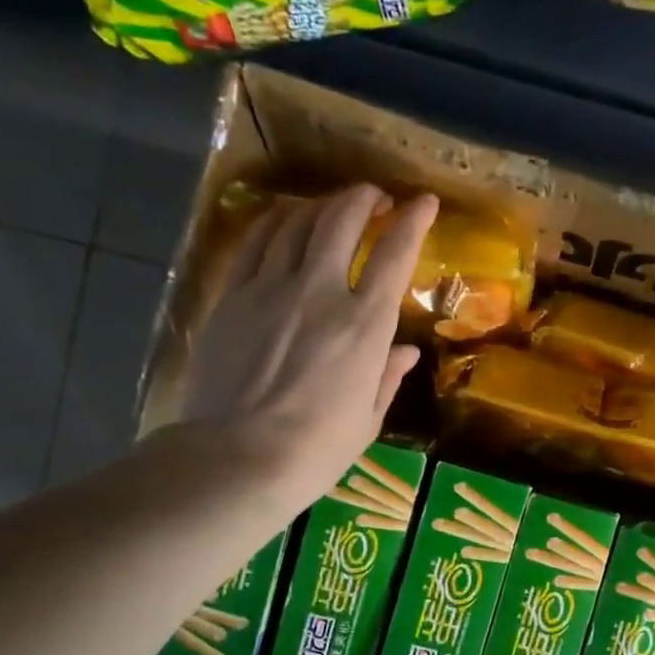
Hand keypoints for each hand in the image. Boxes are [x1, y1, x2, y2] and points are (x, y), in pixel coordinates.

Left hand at [182, 184, 433, 521]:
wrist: (239, 458)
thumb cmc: (317, 449)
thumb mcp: (368, 419)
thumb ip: (387, 376)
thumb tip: (406, 351)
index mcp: (364, 325)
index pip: (394, 255)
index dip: (412, 221)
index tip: (423, 202)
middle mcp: (319, 292)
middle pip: (341, 222)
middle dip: (362, 199)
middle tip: (374, 197)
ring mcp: (270, 289)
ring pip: (296, 224)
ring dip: (320, 205)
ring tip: (331, 205)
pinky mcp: (231, 297)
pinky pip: (255, 242)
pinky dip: (275, 222)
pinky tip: (283, 220)